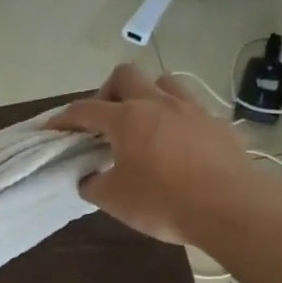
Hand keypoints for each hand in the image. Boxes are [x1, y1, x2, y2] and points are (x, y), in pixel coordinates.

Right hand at [51, 64, 281, 246]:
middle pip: (125, 75)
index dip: (64, 118)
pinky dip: (177, 120)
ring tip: (144, 124)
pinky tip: (178, 145)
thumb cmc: (162, 202)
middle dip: (107, 92)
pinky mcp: (218, 124)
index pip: (84, 109)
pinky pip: (192, 109)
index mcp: (126, 118)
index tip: (52, 128)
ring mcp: (193, 110)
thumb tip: (88, 176)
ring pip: (164, 83)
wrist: (229, 207)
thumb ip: (92, 184)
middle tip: (105, 120)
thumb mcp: (113, 199)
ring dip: (147, 96)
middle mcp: (158, 103)